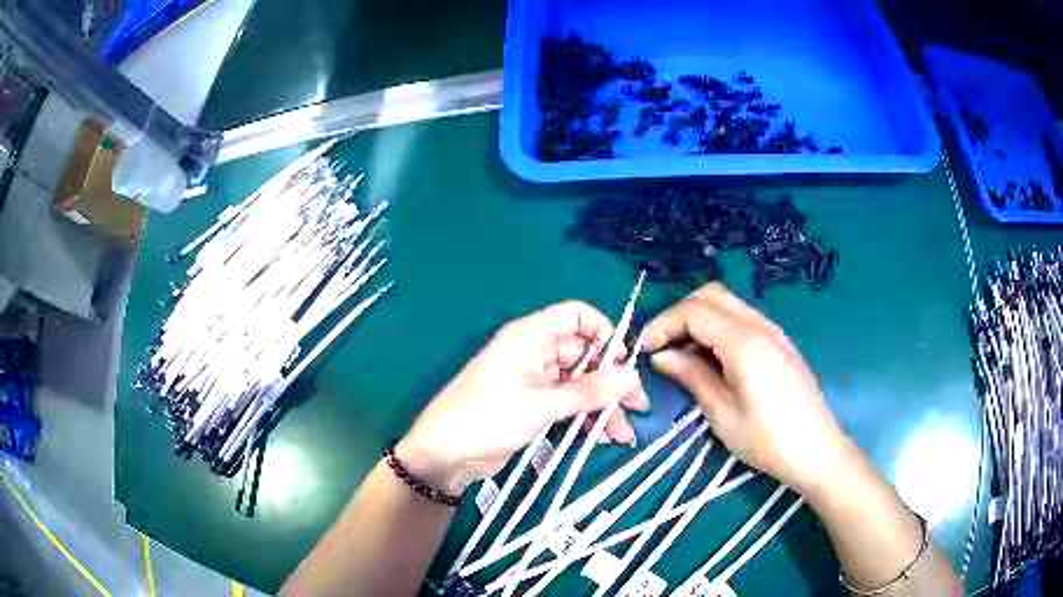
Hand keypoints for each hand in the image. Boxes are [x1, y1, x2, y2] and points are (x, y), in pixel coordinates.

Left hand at [398, 301, 647, 494]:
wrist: (445, 454)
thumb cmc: (487, 417)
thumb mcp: (541, 404)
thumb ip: (588, 391)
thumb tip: (631, 376)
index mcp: (530, 336)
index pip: (576, 316)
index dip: (604, 332)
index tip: (625, 361)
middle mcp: (534, 353)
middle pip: (583, 356)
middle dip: (611, 381)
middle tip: (638, 406)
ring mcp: (533, 382)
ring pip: (578, 385)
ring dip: (602, 406)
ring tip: (624, 434)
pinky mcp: (532, 407)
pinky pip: (567, 405)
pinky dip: (584, 418)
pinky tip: (603, 438)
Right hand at [639, 283, 849, 493]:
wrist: (817, 450)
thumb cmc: (767, 440)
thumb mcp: (722, 414)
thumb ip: (692, 376)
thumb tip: (661, 355)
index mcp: (745, 342)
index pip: (695, 311)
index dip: (664, 324)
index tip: (644, 348)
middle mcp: (760, 325)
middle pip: (711, 295)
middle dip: (680, 313)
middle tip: (661, 346)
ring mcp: (774, 331)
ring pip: (728, 304)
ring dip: (699, 319)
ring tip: (682, 354)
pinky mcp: (780, 343)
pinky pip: (742, 319)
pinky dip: (718, 328)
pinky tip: (711, 358)